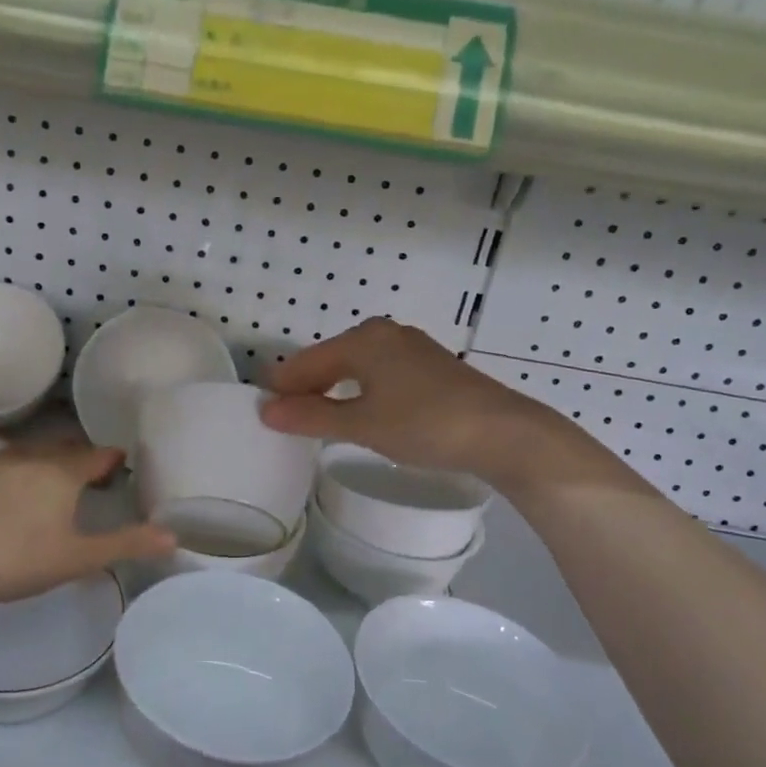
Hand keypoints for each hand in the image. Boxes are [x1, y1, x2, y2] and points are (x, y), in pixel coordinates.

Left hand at [0, 442, 173, 622]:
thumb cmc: (14, 560)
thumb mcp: (77, 559)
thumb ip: (126, 545)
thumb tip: (173, 536)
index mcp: (62, 471)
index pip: (98, 454)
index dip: (113, 461)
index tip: (122, 472)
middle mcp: (30, 456)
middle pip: (65, 448)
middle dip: (83, 461)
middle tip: (93, 484)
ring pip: (31, 453)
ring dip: (48, 464)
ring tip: (52, 490)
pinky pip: (2, 466)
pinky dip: (17, 475)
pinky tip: (8, 500)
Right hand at [260, 318, 555, 481]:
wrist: (503, 433)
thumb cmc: (424, 424)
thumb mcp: (362, 425)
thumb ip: (311, 417)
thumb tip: (266, 411)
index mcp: (363, 339)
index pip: (307, 361)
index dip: (283, 385)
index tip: (261, 408)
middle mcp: (385, 333)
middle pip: (331, 358)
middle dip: (306, 385)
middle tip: (284, 415)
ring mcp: (412, 348)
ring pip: (357, 365)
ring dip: (333, 388)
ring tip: (315, 416)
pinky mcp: (431, 367)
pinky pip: (380, 373)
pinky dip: (361, 390)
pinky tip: (360, 409)